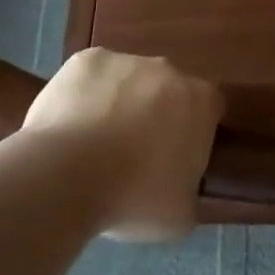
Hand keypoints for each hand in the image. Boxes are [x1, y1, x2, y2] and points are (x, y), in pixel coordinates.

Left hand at [23, 48, 222, 241]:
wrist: (67, 176)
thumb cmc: (133, 198)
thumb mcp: (180, 214)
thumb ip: (189, 189)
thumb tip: (179, 185)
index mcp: (200, 101)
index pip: (208, 109)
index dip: (192, 132)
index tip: (174, 158)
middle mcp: (168, 70)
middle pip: (167, 89)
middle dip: (155, 113)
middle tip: (133, 154)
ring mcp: (126, 60)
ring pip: (127, 81)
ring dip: (118, 103)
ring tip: (92, 145)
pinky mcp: (86, 60)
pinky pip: (90, 78)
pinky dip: (84, 96)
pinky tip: (68, 128)